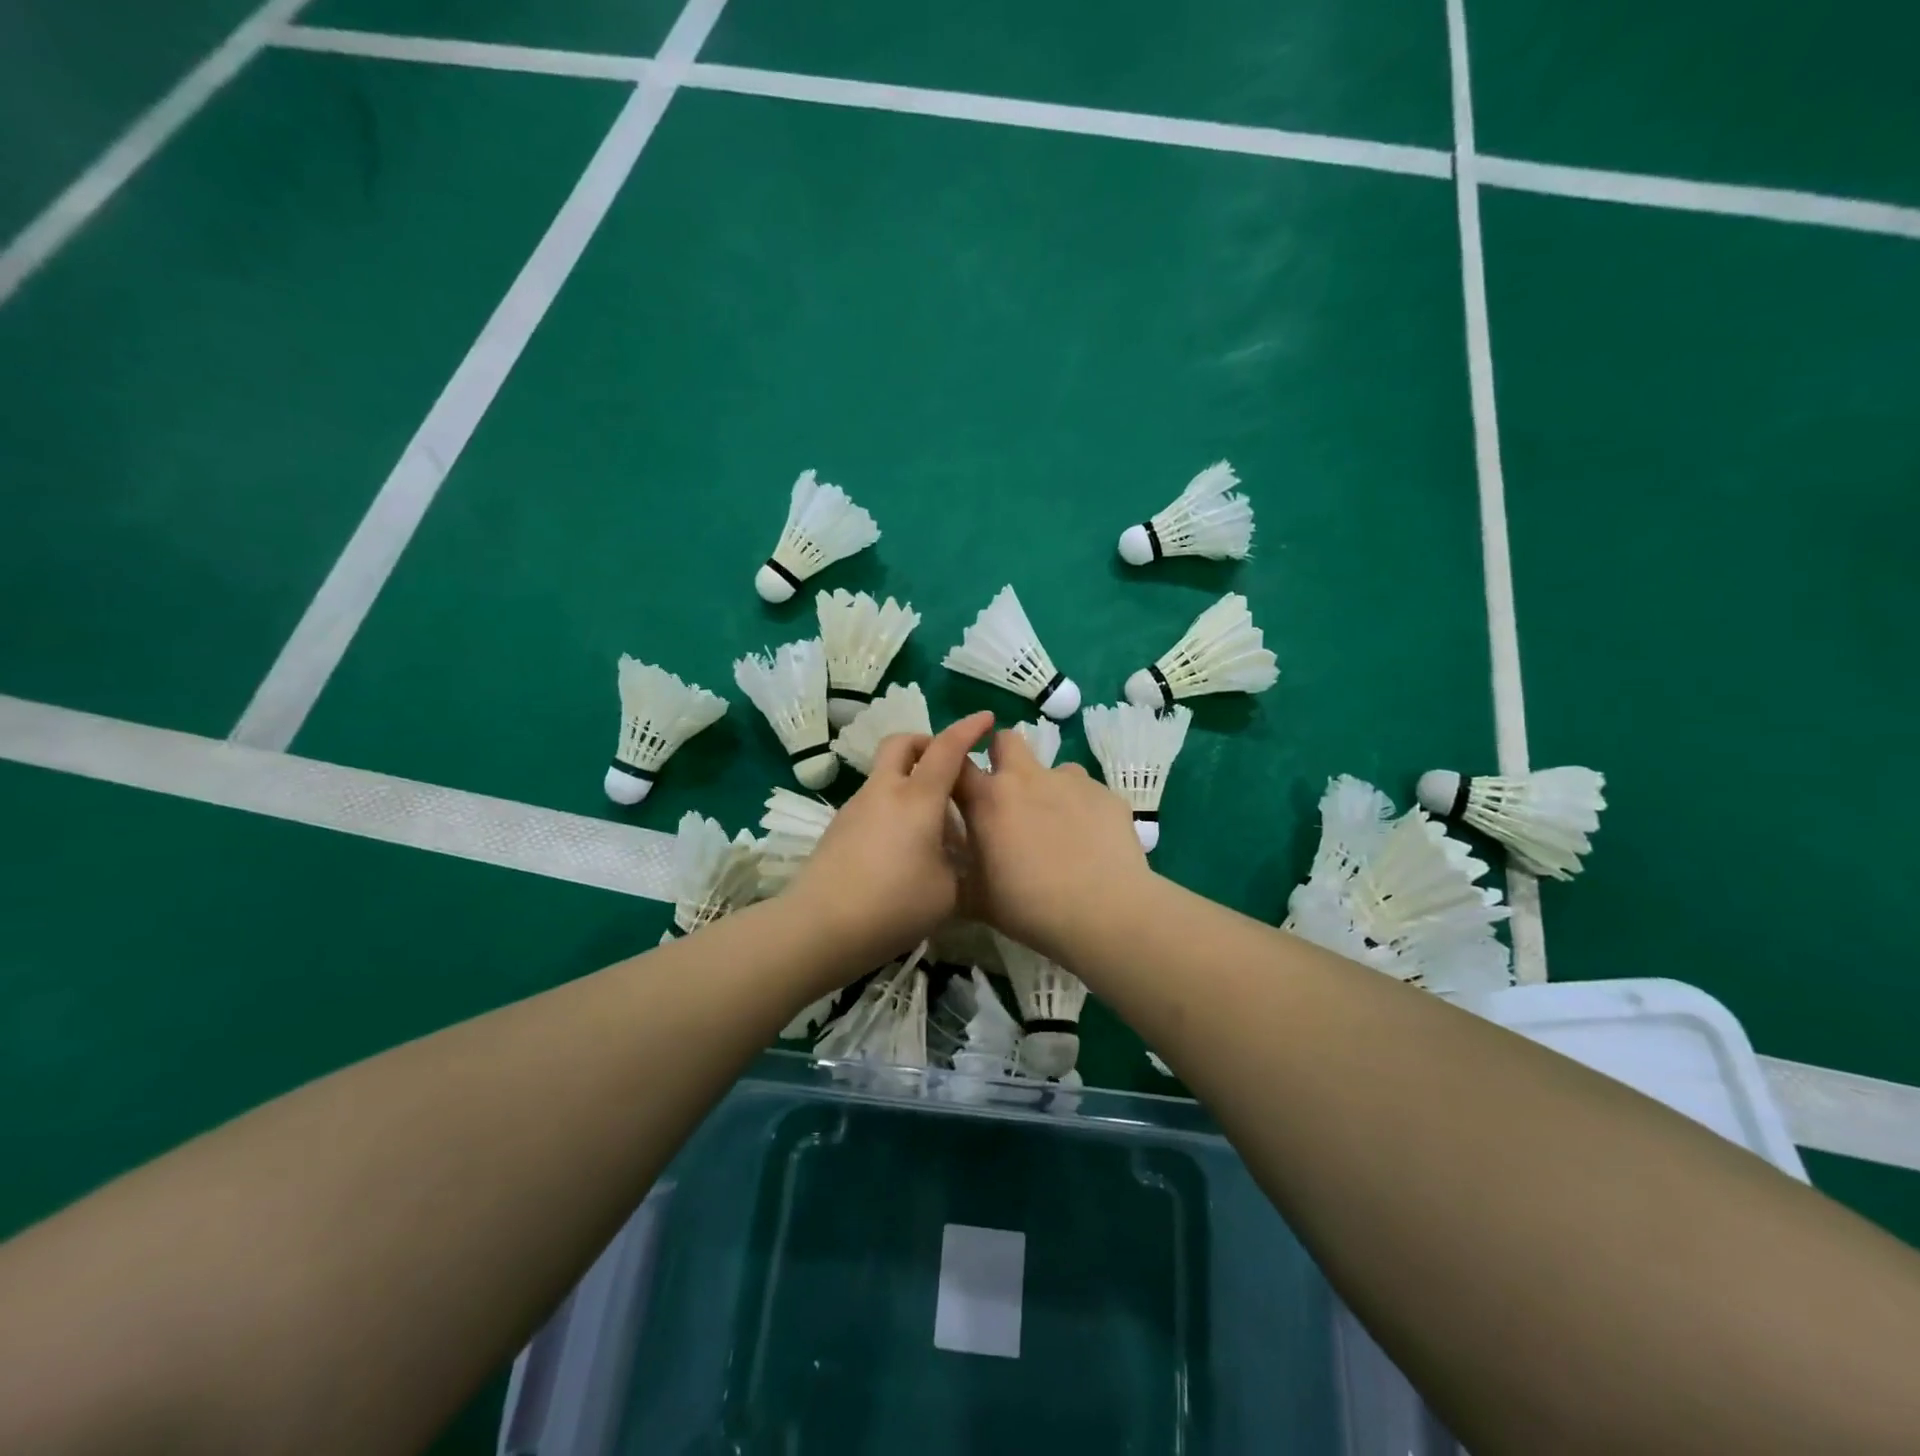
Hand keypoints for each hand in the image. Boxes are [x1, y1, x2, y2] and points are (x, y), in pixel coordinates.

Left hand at [786, 712, 993, 965]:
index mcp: (918, 798)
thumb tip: (952, 856)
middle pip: (902, 743)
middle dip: (927, 743)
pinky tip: (902, 849)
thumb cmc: (895, 905)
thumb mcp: (948, 892)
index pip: (947, 748)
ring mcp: (855, 808)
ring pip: (886, 775)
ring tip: (931, 828)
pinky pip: (873, 803)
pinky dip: (893, 808)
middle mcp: (884, 792)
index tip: (986, 717)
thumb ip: (958, 864)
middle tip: (947, 768)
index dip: (969, 728)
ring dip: (911, 782)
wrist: (820, 927)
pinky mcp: (838, 829)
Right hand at [953, 727, 1153, 961]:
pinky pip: (1087, 792)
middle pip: (1006, 739)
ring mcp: (1070, 781)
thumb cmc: (1030, 908)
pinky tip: (1091, 843)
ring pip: (1053, 769)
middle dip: (1002, 755)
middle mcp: (1027, 778)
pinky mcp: (1106, 794)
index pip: (956, 762)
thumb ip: (958, 873)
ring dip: (1048, 789)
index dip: (952, 767)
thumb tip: (946, 869)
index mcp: (988, 799)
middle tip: (1007, 793)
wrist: (1103, 913)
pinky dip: (1082, 809)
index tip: (956, 783)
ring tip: (1058, 827)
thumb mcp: (976, 900)